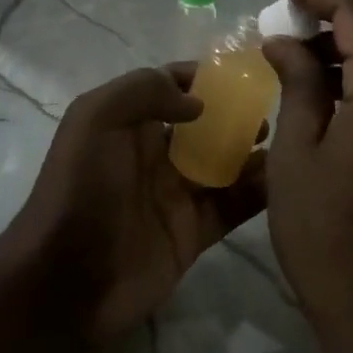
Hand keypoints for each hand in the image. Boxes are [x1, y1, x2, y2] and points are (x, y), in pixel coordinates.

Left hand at [5, 65, 266, 345]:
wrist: (67, 281)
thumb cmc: (80, 190)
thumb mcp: (96, 119)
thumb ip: (143, 91)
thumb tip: (198, 102)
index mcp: (128, 123)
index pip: (171, 86)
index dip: (203, 77)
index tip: (244, 72)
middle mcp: (154, 154)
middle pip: (204, 125)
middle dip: (236, 114)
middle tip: (271, 111)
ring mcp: (175, 195)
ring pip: (223, 164)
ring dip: (253, 152)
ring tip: (285, 142)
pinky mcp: (193, 234)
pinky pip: (232, 207)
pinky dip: (258, 193)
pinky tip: (284, 180)